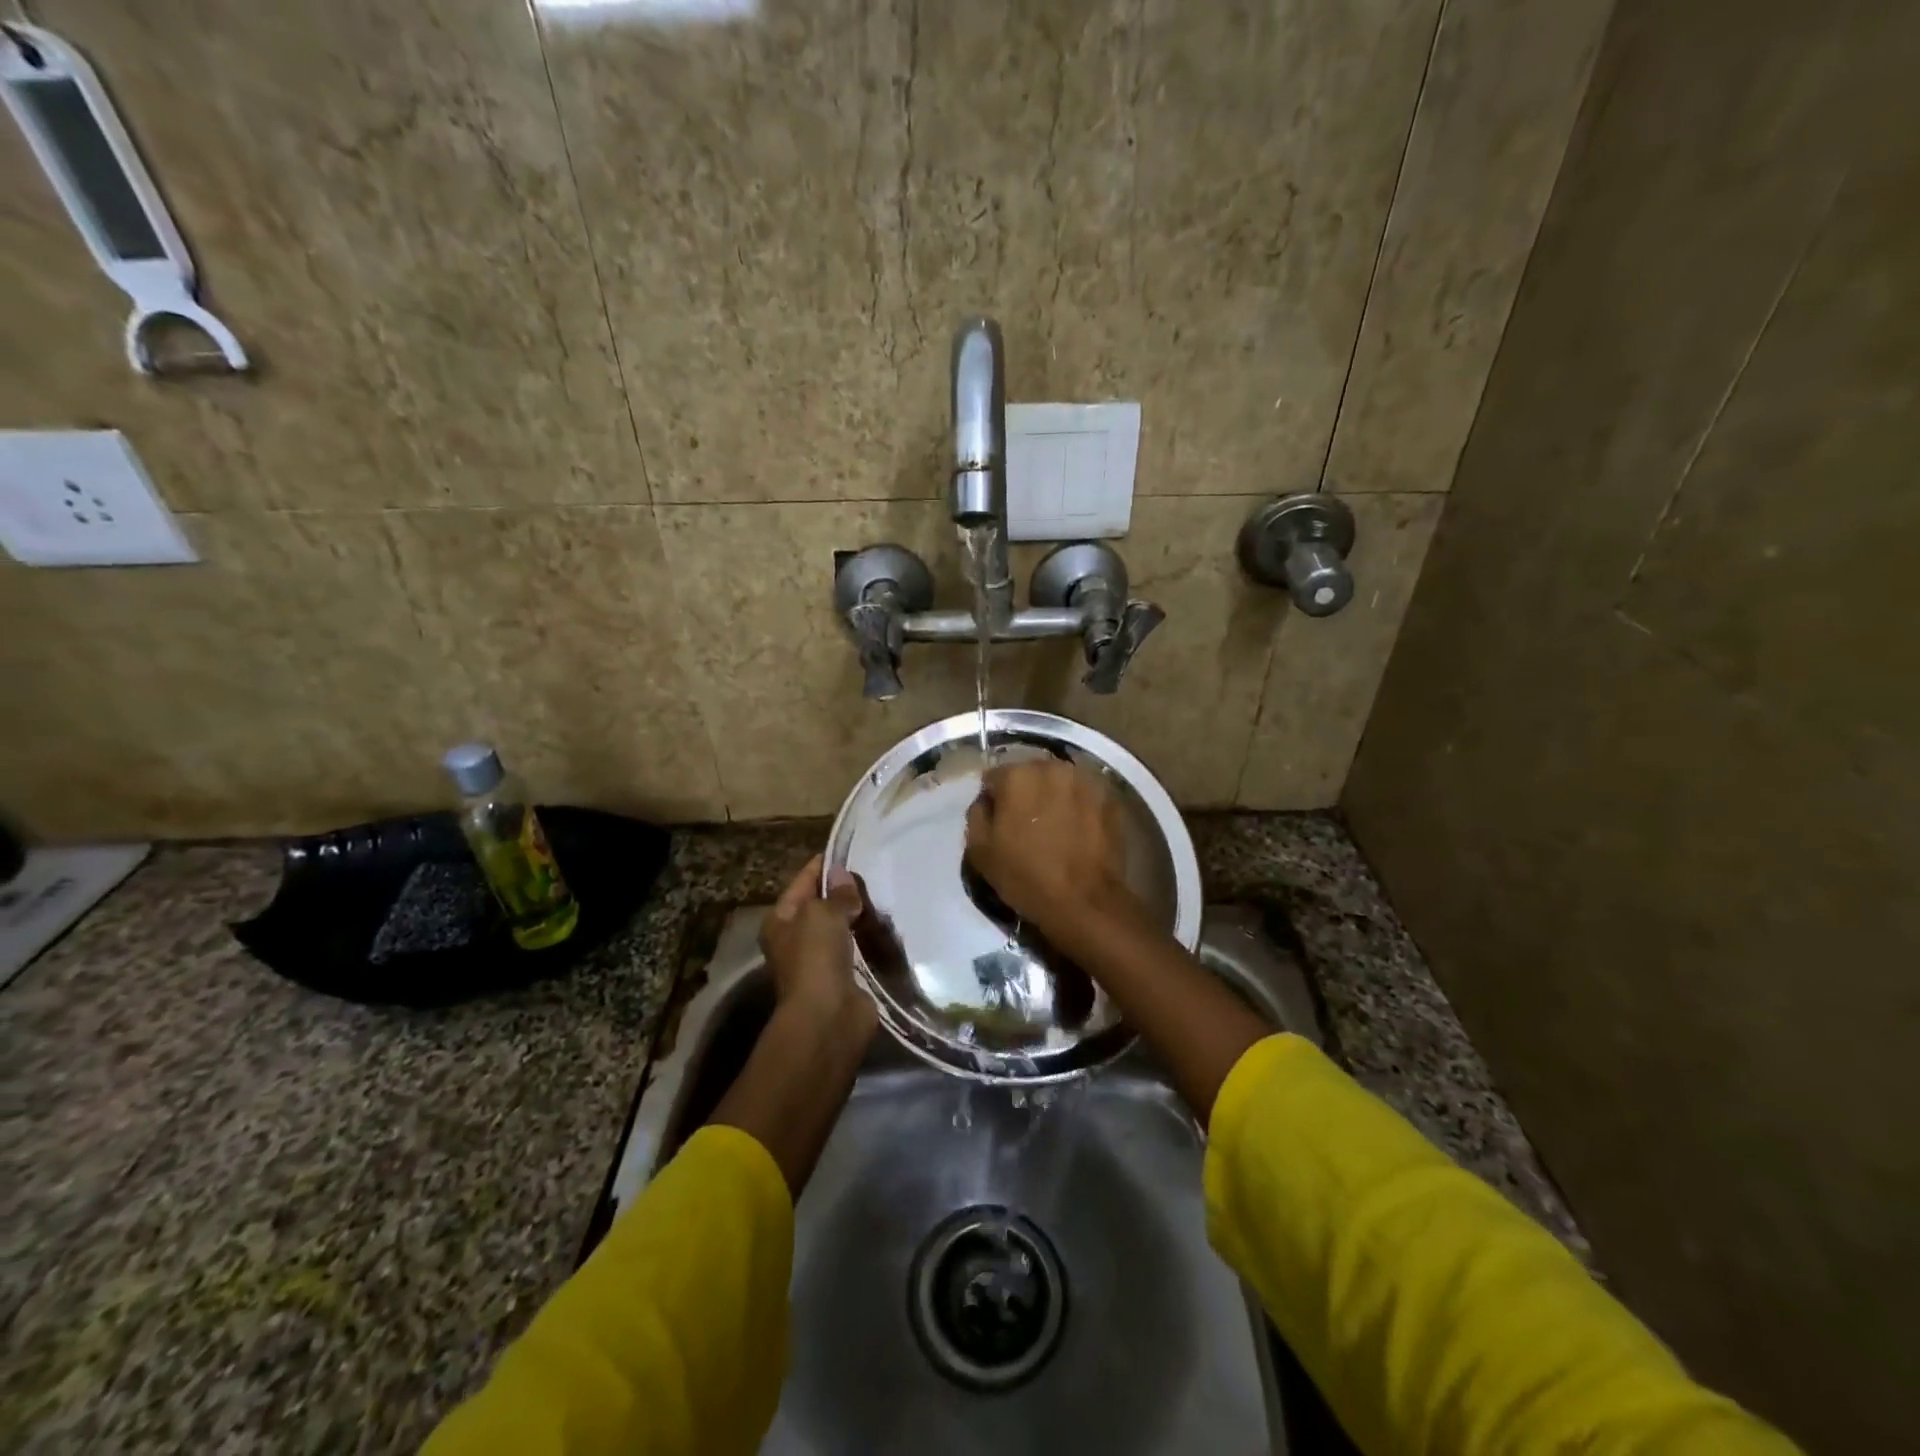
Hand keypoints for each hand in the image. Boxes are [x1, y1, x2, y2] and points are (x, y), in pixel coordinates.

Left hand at [761, 854, 876, 1035]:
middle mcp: (796, 939)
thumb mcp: (822, 914)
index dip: (824, 866)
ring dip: (859, 916)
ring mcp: (820, 960)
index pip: (802, 882)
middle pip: (822, 906)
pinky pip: (857, 948)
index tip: (850, 851)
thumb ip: (836, 893)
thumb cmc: (815, 958)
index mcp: (780, 920)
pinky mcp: (843, 977)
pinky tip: (888, 926)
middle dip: (844, 892)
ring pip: (842, 927)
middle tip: (875, 873)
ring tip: (885, 895)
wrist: (828, 1017)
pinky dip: (869, 939)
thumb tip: (842, 874)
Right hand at [964, 759, 1136, 939]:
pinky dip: (1079, 807)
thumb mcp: (980, 851)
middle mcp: (1052, 767)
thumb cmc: (1026, 876)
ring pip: (1060, 782)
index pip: (995, 778)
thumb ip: (977, 815)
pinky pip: (1085, 796)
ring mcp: (1085, 780)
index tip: (998, 822)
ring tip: (1055, 827)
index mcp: (1017, 776)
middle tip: (1027, 824)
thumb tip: (986, 801)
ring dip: (1054, 797)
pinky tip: (1078, 831)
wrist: (1084, 901)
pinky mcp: (1110, 797)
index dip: (994, 800)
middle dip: (1026, 793)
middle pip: (1030, 774)